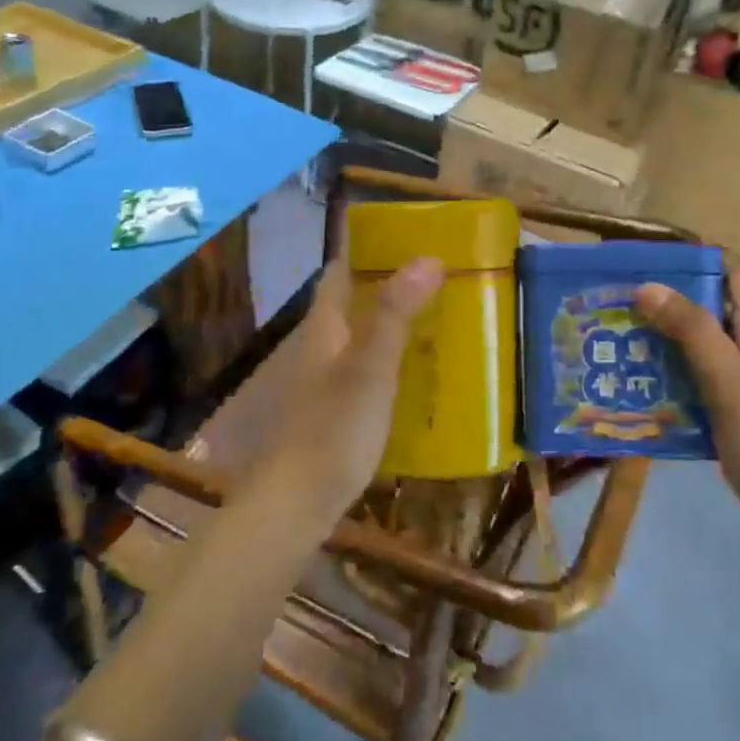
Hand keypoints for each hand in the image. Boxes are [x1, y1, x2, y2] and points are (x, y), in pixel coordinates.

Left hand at [239, 253, 443, 528]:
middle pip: (354, 302)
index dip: (367, 250)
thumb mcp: (371, 366)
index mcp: (325, 326)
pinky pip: (369, 370)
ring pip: (362, 336)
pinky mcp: (337, 411)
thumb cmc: (334, 427)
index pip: (340, 272)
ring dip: (395, 322)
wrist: (298, 502)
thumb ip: (396, 313)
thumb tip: (427, 257)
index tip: (408, 238)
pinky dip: (394, 360)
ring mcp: (326, 381)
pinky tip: (423, 371)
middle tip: (439, 277)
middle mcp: (322, 346)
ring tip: (441, 316)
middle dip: (390, 285)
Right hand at [634, 260, 739, 552]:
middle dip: (667, 300)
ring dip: (663, 340)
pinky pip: (697, 382)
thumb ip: (692, 331)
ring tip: (616, 339)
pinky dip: (670, 377)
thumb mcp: (729, 379)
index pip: (734, 270)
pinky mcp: (735, 412)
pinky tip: (637, 386)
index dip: (698, 257)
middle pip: (711, 306)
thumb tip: (648, 285)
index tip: (650, 259)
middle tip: (617, 301)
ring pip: (700, 346)